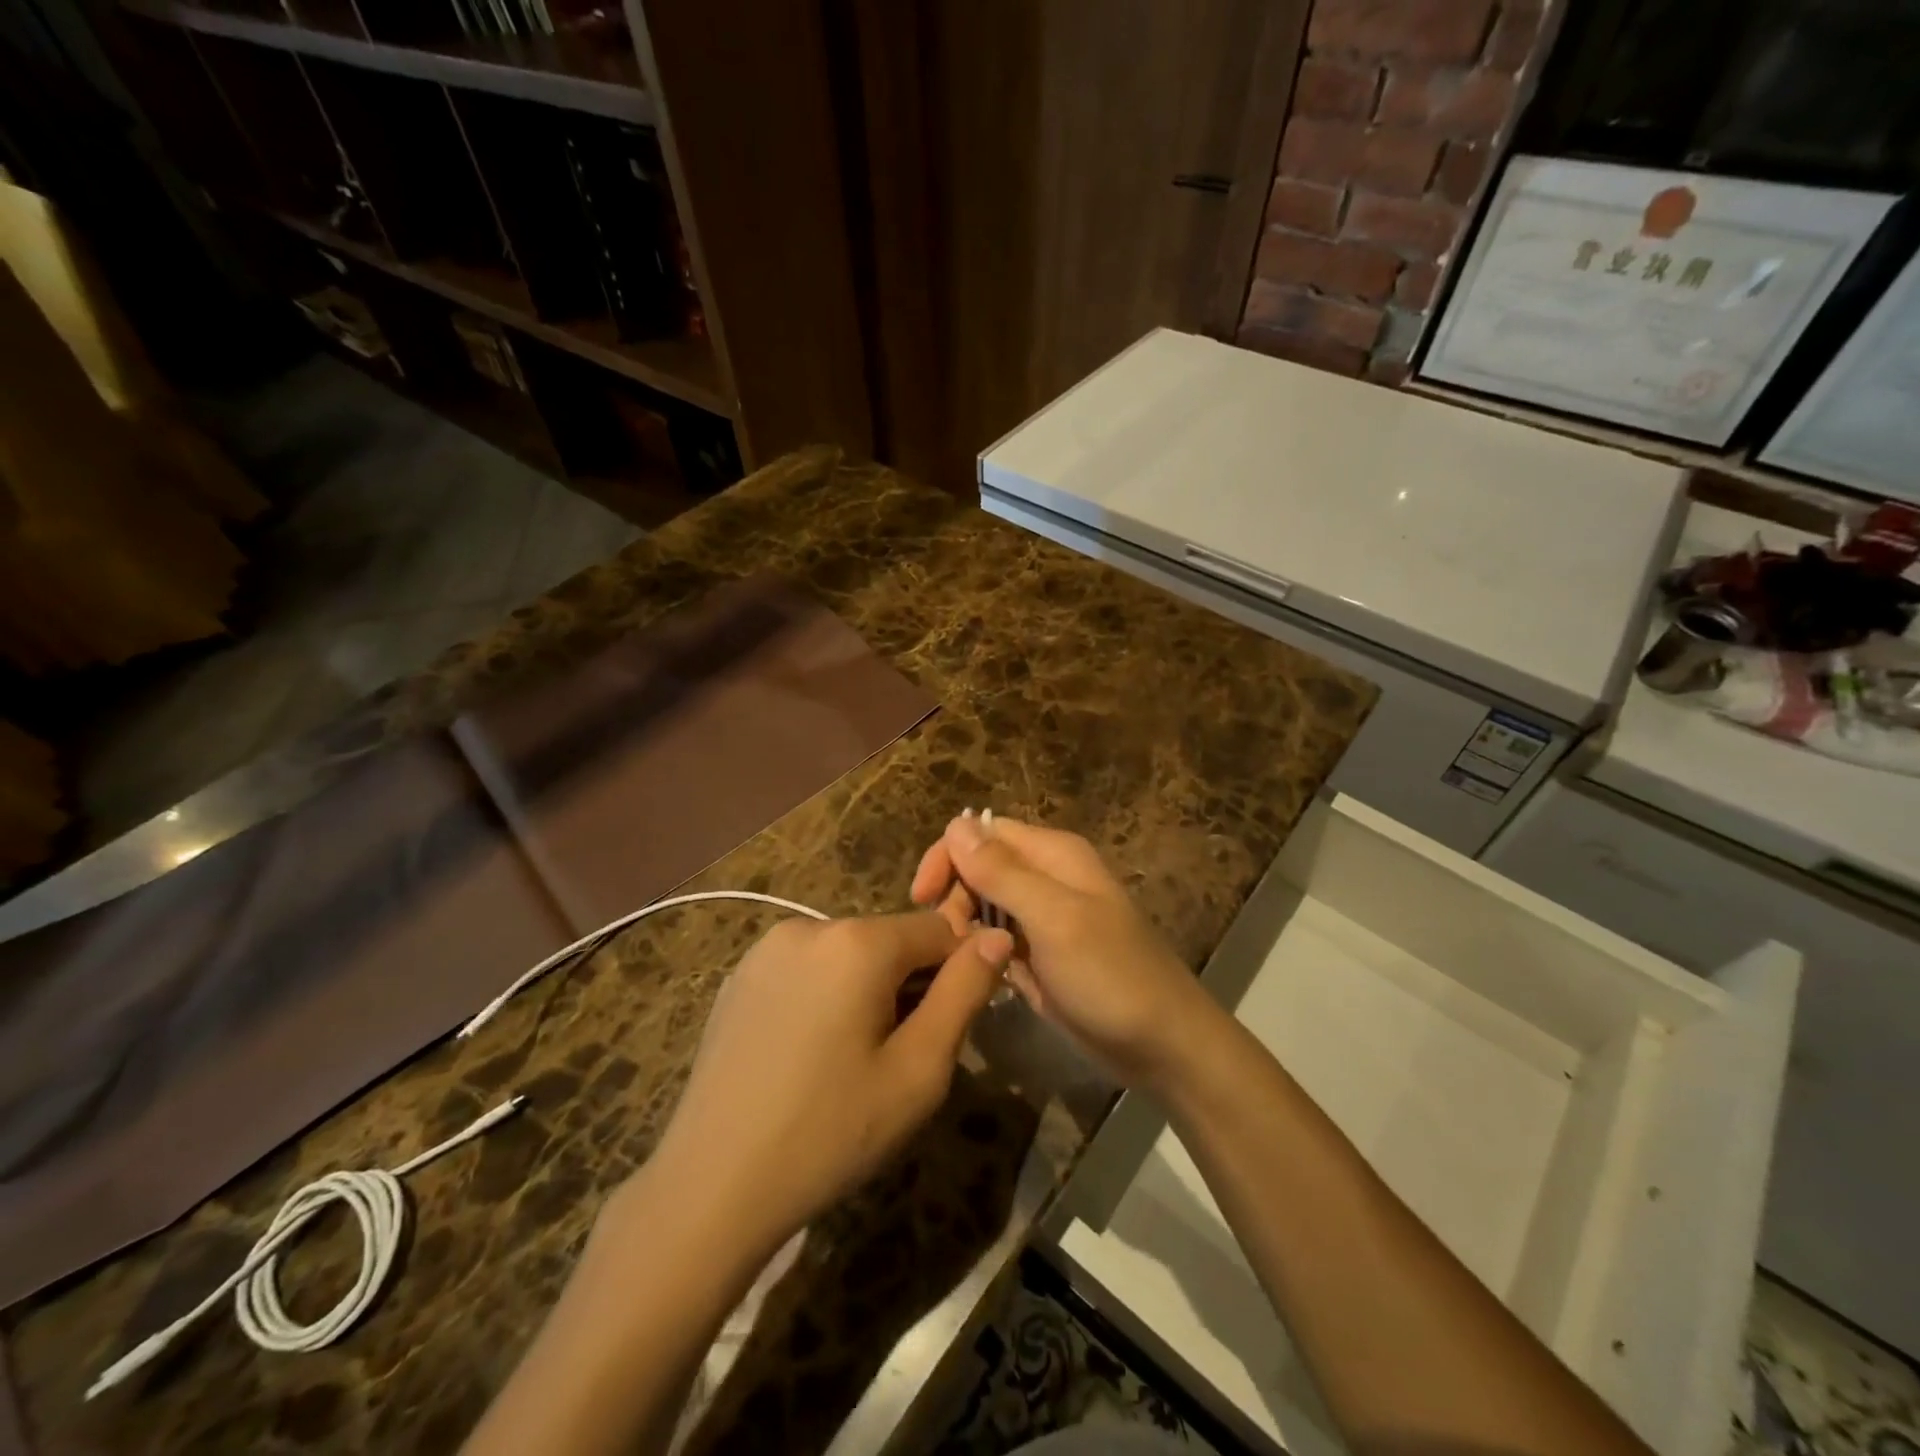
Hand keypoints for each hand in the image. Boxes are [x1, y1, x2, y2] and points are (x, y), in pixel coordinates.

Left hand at [638, 911, 1012, 1259]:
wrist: (711, 1186)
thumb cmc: (831, 1132)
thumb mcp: (919, 1071)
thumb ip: (965, 993)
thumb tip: (998, 936)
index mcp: (858, 942)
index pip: (939, 929)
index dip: (954, 975)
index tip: (944, 1030)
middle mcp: (810, 925)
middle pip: (891, 940)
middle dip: (908, 985)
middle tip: (895, 1059)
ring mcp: (767, 948)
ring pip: (849, 953)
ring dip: (867, 990)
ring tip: (848, 1061)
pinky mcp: (740, 975)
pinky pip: (808, 968)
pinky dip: (825, 995)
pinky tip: (806, 1055)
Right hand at [911, 813, 1216, 1089]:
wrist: (1163, 1045)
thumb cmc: (1111, 976)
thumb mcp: (1054, 918)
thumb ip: (1002, 872)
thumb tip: (955, 824)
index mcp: (1053, 854)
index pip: (983, 832)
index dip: (949, 856)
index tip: (922, 899)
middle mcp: (1047, 876)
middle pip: (981, 867)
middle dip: (956, 897)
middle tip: (950, 941)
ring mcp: (1045, 917)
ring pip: (985, 905)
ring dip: (966, 928)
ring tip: (965, 964)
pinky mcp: (1042, 953)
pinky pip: (998, 938)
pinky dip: (984, 952)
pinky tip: (980, 978)